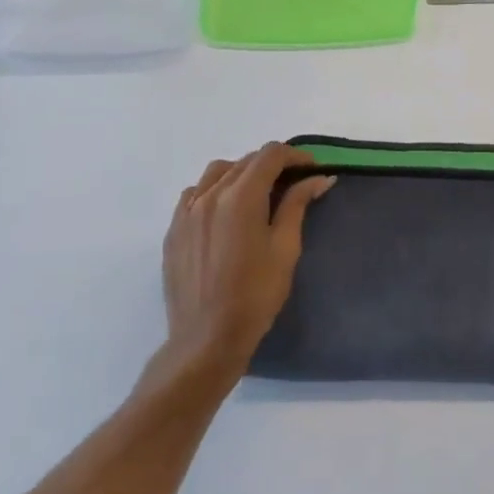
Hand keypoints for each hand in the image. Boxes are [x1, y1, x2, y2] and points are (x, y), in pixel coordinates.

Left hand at [162, 143, 334, 377]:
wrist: (207, 338)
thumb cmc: (256, 295)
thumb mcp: (286, 248)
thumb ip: (298, 205)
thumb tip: (319, 178)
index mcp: (240, 197)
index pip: (270, 155)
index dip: (295, 156)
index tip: (312, 169)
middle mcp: (209, 195)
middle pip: (245, 161)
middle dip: (272, 165)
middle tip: (293, 183)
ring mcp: (186, 212)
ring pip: (217, 173)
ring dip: (241, 173)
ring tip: (258, 194)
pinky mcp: (173, 229)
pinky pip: (195, 194)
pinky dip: (214, 190)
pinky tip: (225, 212)